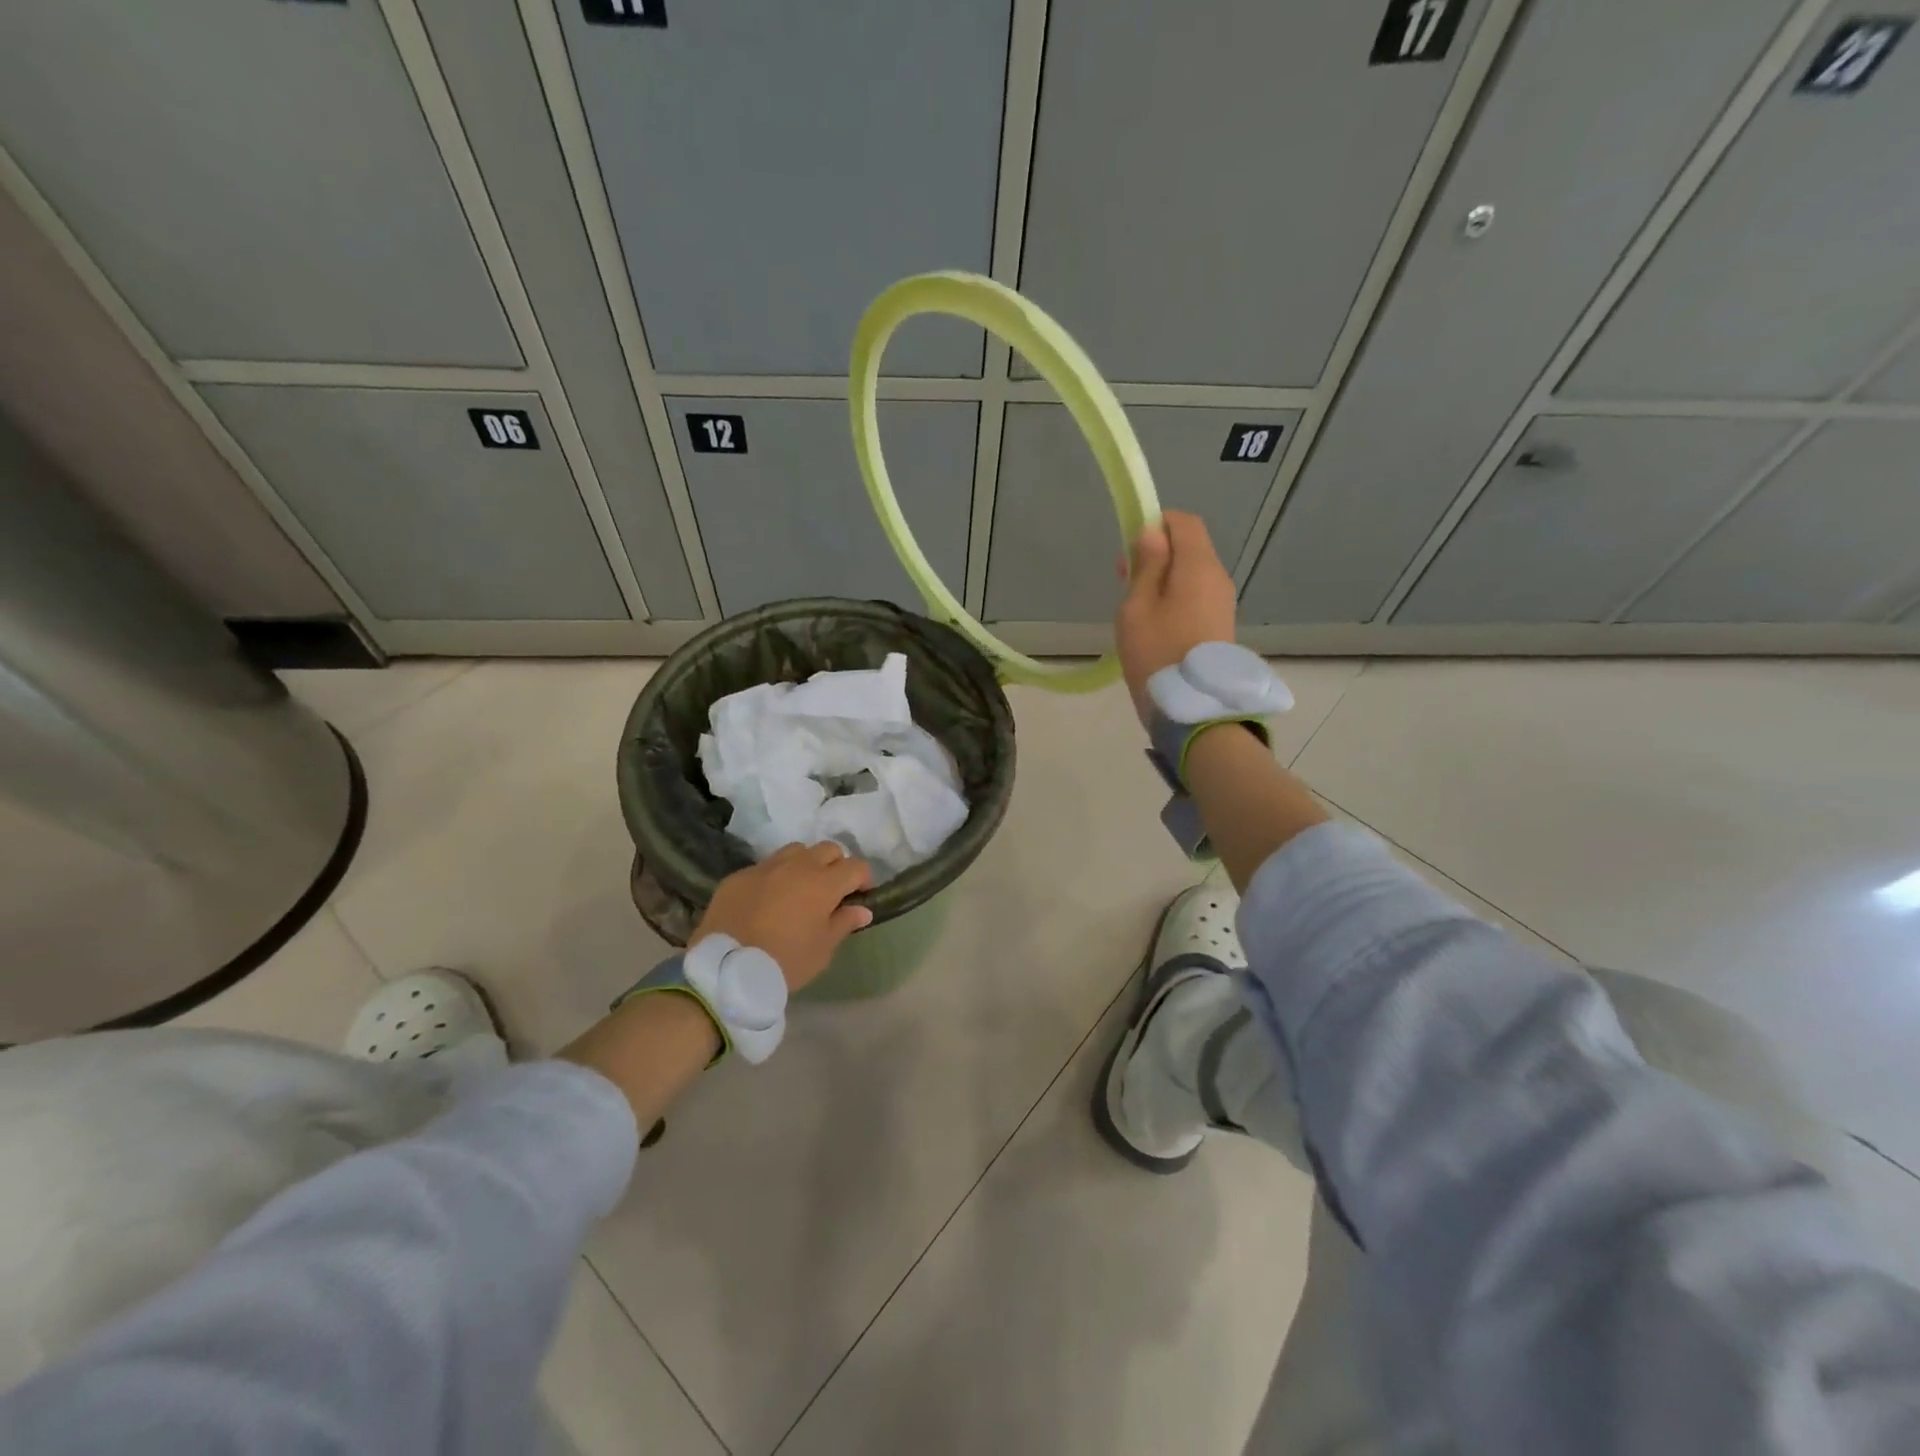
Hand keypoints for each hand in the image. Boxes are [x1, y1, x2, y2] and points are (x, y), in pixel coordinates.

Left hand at [691, 842, 874, 993]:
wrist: (726, 969)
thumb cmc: (785, 962)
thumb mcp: (822, 950)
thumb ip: (843, 923)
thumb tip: (861, 909)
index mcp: (824, 883)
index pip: (856, 867)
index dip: (863, 879)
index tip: (860, 896)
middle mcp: (798, 866)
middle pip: (828, 849)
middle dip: (836, 865)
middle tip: (832, 891)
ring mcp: (766, 867)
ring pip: (796, 851)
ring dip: (805, 864)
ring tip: (799, 888)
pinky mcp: (739, 875)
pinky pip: (765, 866)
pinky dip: (774, 877)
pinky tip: (767, 899)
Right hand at [1115, 510, 1237, 725]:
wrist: (1194, 709)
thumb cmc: (1157, 654)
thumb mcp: (1137, 607)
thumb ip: (1146, 566)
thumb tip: (1152, 533)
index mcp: (1198, 567)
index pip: (1184, 523)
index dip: (1156, 524)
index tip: (1130, 546)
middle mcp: (1218, 579)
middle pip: (1190, 548)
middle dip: (1157, 554)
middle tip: (1124, 579)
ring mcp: (1223, 604)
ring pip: (1192, 575)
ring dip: (1164, 579)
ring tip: (1135, 607)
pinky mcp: (1220, 626)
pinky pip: (1196, 598)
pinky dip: (1175, 599)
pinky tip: (1154, 625)